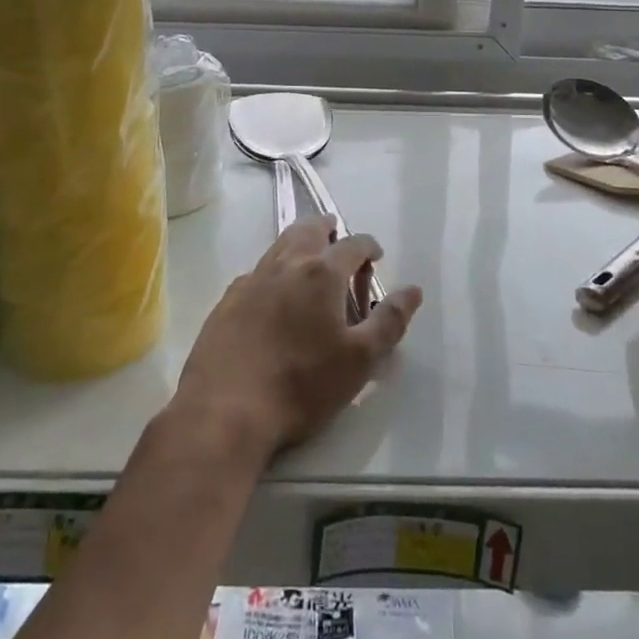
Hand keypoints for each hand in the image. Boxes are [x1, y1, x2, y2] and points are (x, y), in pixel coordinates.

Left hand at [174, 217, 423, 459]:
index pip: (353, 244)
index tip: (377, 256)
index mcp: (320, 273)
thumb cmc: (302, 385)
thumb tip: (413, 290)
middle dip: (328, 229)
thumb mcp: (359, 360)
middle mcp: (285, 264)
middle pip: (309, 229)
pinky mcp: (227, 300)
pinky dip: (274, 272)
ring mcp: (251, 280)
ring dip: (299, 244)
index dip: (369, 246)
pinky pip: (257, 273)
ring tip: (310, 263)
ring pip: (280, 246)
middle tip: (338, 240)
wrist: (225, 410)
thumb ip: (390, 322)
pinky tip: (275, 297)